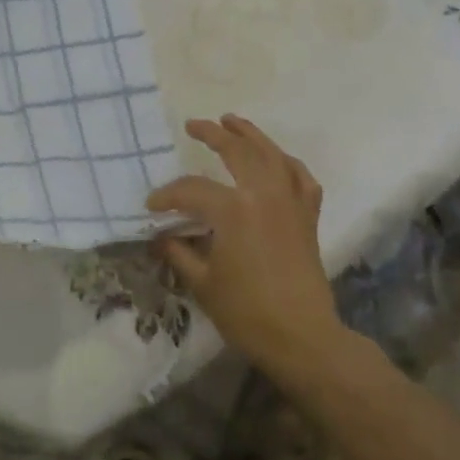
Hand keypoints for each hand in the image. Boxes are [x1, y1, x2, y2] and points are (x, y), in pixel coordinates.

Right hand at [147, 114, 343, 384]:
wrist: (302, 338)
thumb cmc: (247, 312)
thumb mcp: (202, 282)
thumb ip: (178, 252)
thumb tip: (160, 236)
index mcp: (233, 209)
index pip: (191, 190)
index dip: (167, 196)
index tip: (152, 207)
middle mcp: (263, 194)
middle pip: (237, 151)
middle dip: (212, 134)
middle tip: (194, 125)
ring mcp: (290, 202)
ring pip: (272, 155)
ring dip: (251, 135)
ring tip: (233, 122)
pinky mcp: (308, 217)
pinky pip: (301, 178)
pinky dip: (288, 164)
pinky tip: (278, 160)